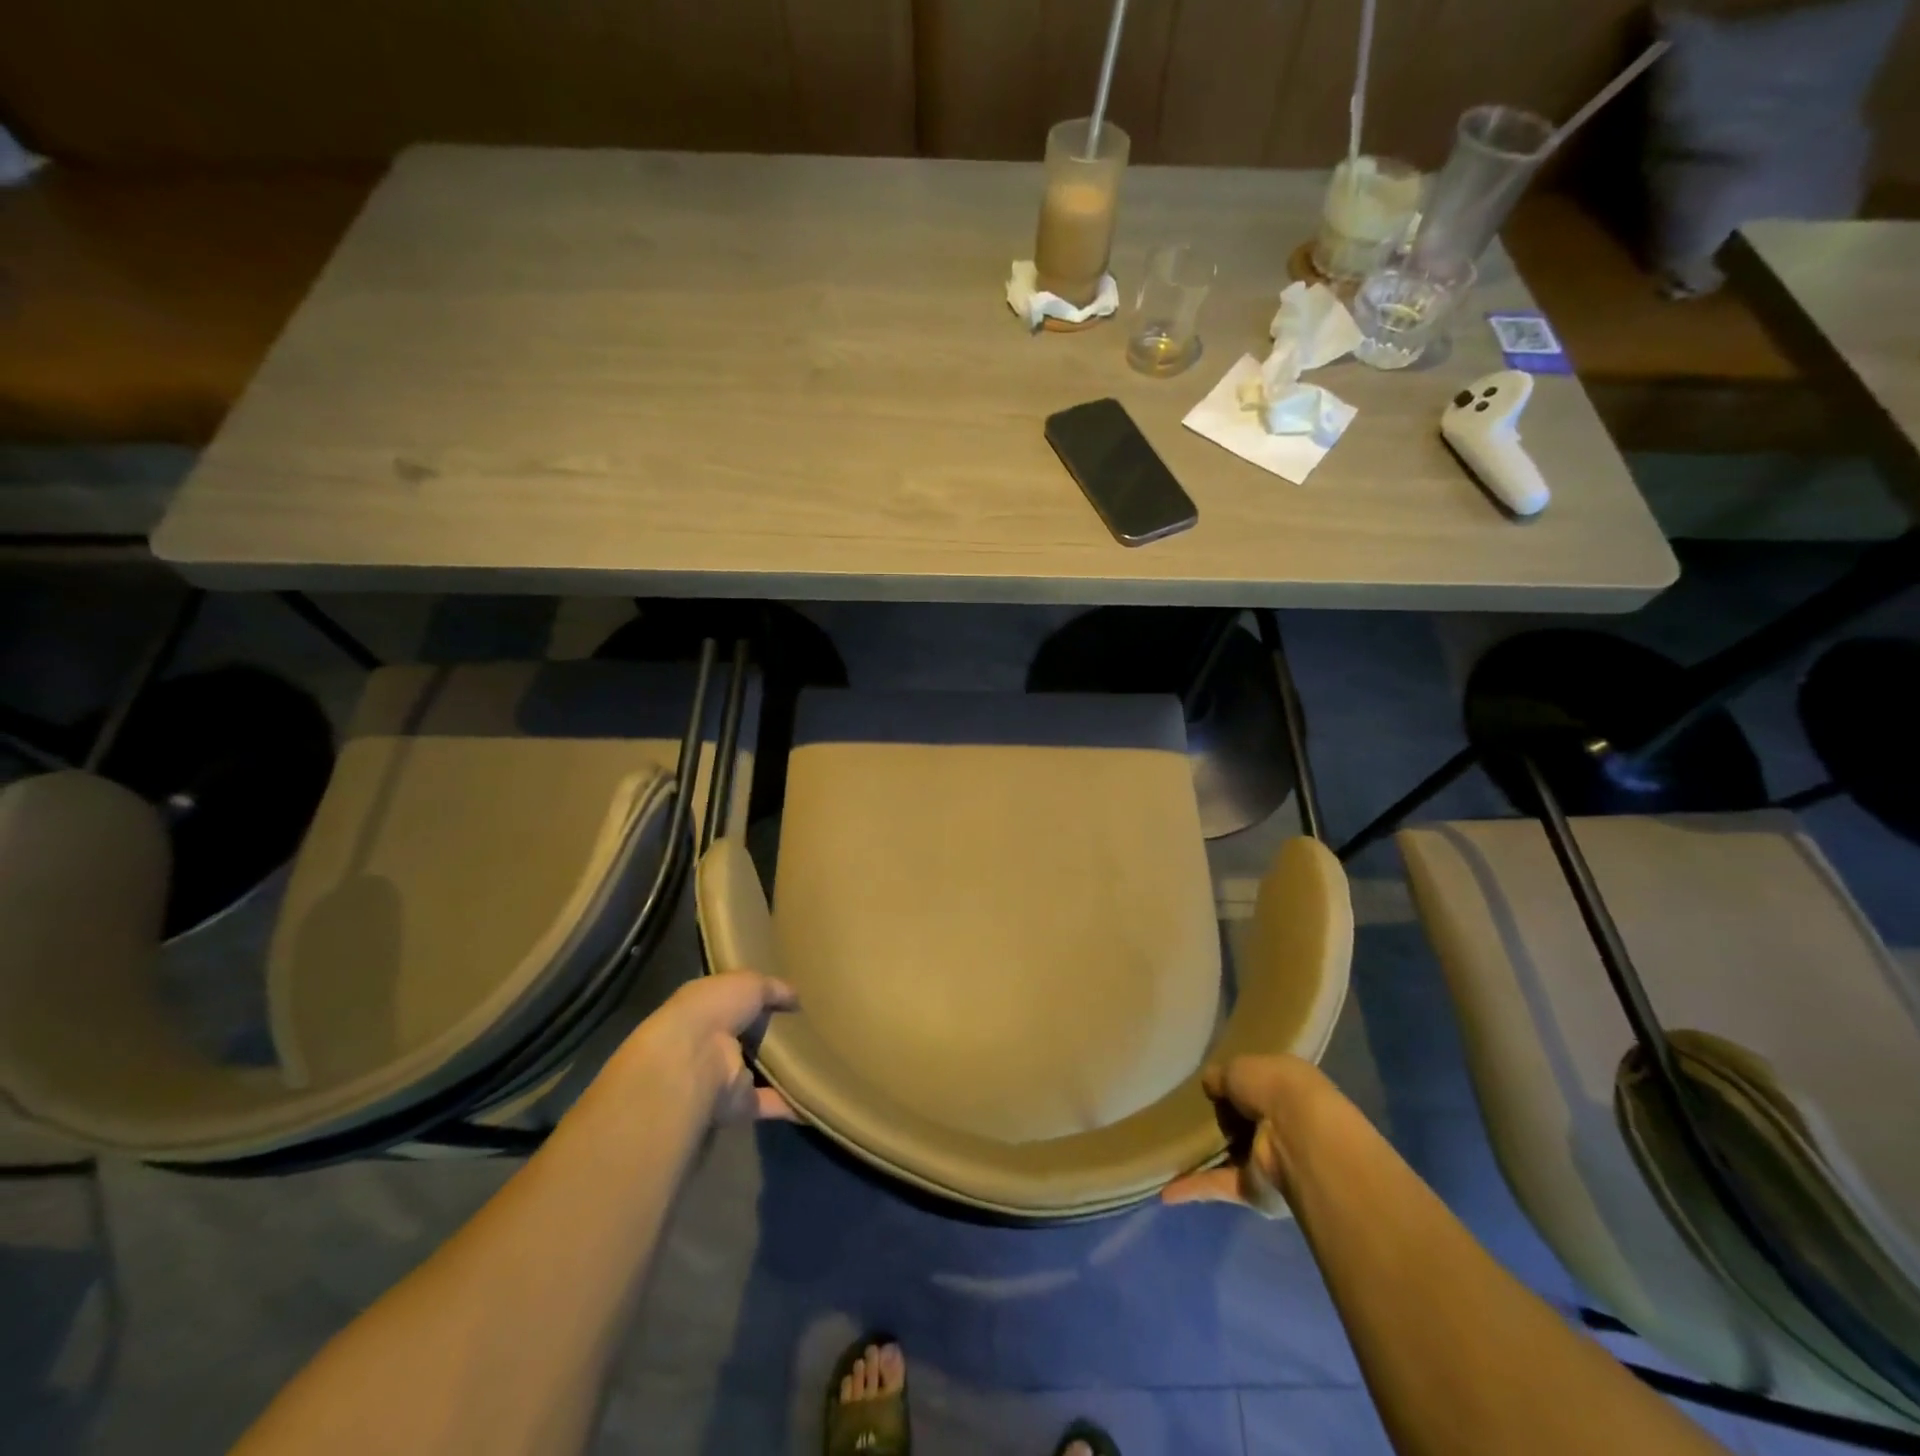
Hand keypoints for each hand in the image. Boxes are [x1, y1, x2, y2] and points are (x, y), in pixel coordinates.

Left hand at [621, 971, 799, 1124]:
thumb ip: (773, 988)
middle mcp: (712, 1041)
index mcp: (708, 1007)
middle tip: (812, 1028)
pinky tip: (816, 1097)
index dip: (760, 998)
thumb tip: (795, 996)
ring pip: (759, 1072)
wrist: (692, 1060)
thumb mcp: (749, 983)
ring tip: (820, 1061)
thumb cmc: (714, 1009)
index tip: (790, 998)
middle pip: (748, 1037)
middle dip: (775, 1034)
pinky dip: (791, 1104)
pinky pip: (768, 1103)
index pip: (735, 1001)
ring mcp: (722, 1075)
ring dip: (784, 1070)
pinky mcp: (736, 1104)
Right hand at [1162, 1055, 1317, 1210]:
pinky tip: (1164, 1192)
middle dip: (1218, 1123)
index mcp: (1285, 1088)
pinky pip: (1218, 1185)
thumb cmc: (1273, 1088)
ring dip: (1203, 1158)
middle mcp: (1280, 1125)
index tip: (1208, 1087)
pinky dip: (1193, 1188)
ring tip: (1166, 1151)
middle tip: (1181, 1116)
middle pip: (1242, 1123)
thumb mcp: (1238, 1067)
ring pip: (1229, 1157)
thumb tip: (1209, 1085)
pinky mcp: (1255, 1190)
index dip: (1233, 1085)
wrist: (1299, 1137)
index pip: (1256, 1087)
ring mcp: (1268, 1160)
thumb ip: (1220, 1077)